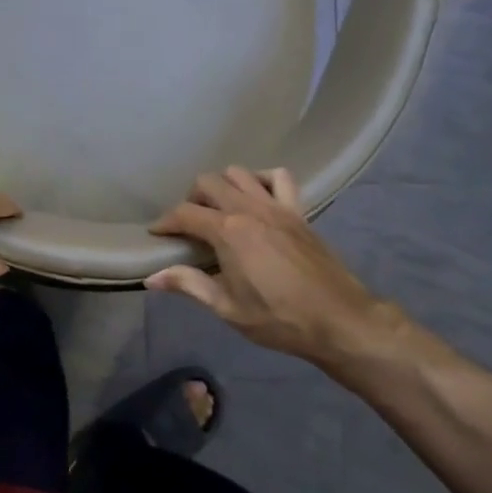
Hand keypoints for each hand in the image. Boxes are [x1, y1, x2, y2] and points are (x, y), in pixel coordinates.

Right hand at [147, 167, 401, 369]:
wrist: (339, 319)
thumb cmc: (279, 319)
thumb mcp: (227, 307)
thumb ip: (189, 285)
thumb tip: (152, 277)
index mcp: (229, 233)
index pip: (185, 214)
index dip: (165, 222)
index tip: (156, 234)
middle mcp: (250, 209)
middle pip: (209, 182)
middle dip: (191, 199)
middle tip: (189, 226)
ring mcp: (277, 206)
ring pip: (240, 173)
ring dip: (223, 186)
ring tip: (219, 210)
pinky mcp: (299, 211)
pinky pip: (279, 178)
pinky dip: (262, 180)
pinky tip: (256, 199)